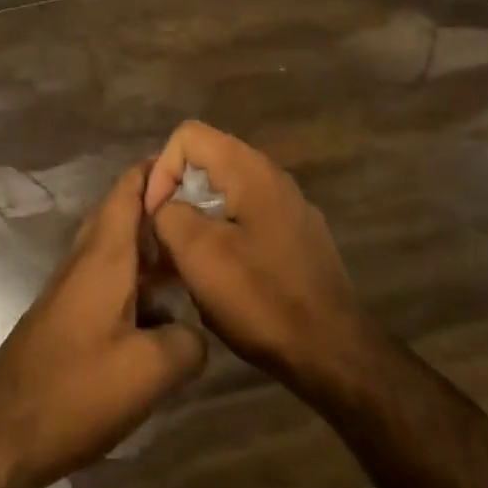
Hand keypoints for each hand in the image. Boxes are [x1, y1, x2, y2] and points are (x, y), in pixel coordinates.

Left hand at [0, 165, 206, 487]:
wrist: (0, 433)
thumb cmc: (76, 390)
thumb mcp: (151, 371)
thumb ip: (188, 342)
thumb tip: (195, 332)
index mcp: (105, 254)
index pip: (129, 187)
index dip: (160, 168)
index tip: (199, 167)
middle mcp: (86, 258)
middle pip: (123, 212)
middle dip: (161, 206)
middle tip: (206, 214)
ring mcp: (73, 286)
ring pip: (118, 247)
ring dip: (151, 245)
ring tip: (195, 257)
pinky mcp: (68, 313)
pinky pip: (110, 277)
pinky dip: (138, 277)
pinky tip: (163, 308)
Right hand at [144, 121, 371, 394]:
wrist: (332, 351)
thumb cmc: (261, 298)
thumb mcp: (199, 255)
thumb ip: (170, 215)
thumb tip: (166, 207)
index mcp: (249, 169)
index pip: (188, 136)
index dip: (162, 170)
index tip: (155, 217)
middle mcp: (272, 176)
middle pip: (206, 163)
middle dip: (177, 197)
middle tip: (164, 243)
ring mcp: (288, 206)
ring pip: (225, 194)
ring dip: (198, 221)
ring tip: (187, 265)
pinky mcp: (296, 236)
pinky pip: (246, 218)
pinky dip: (224, 236)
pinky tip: (222, 279)